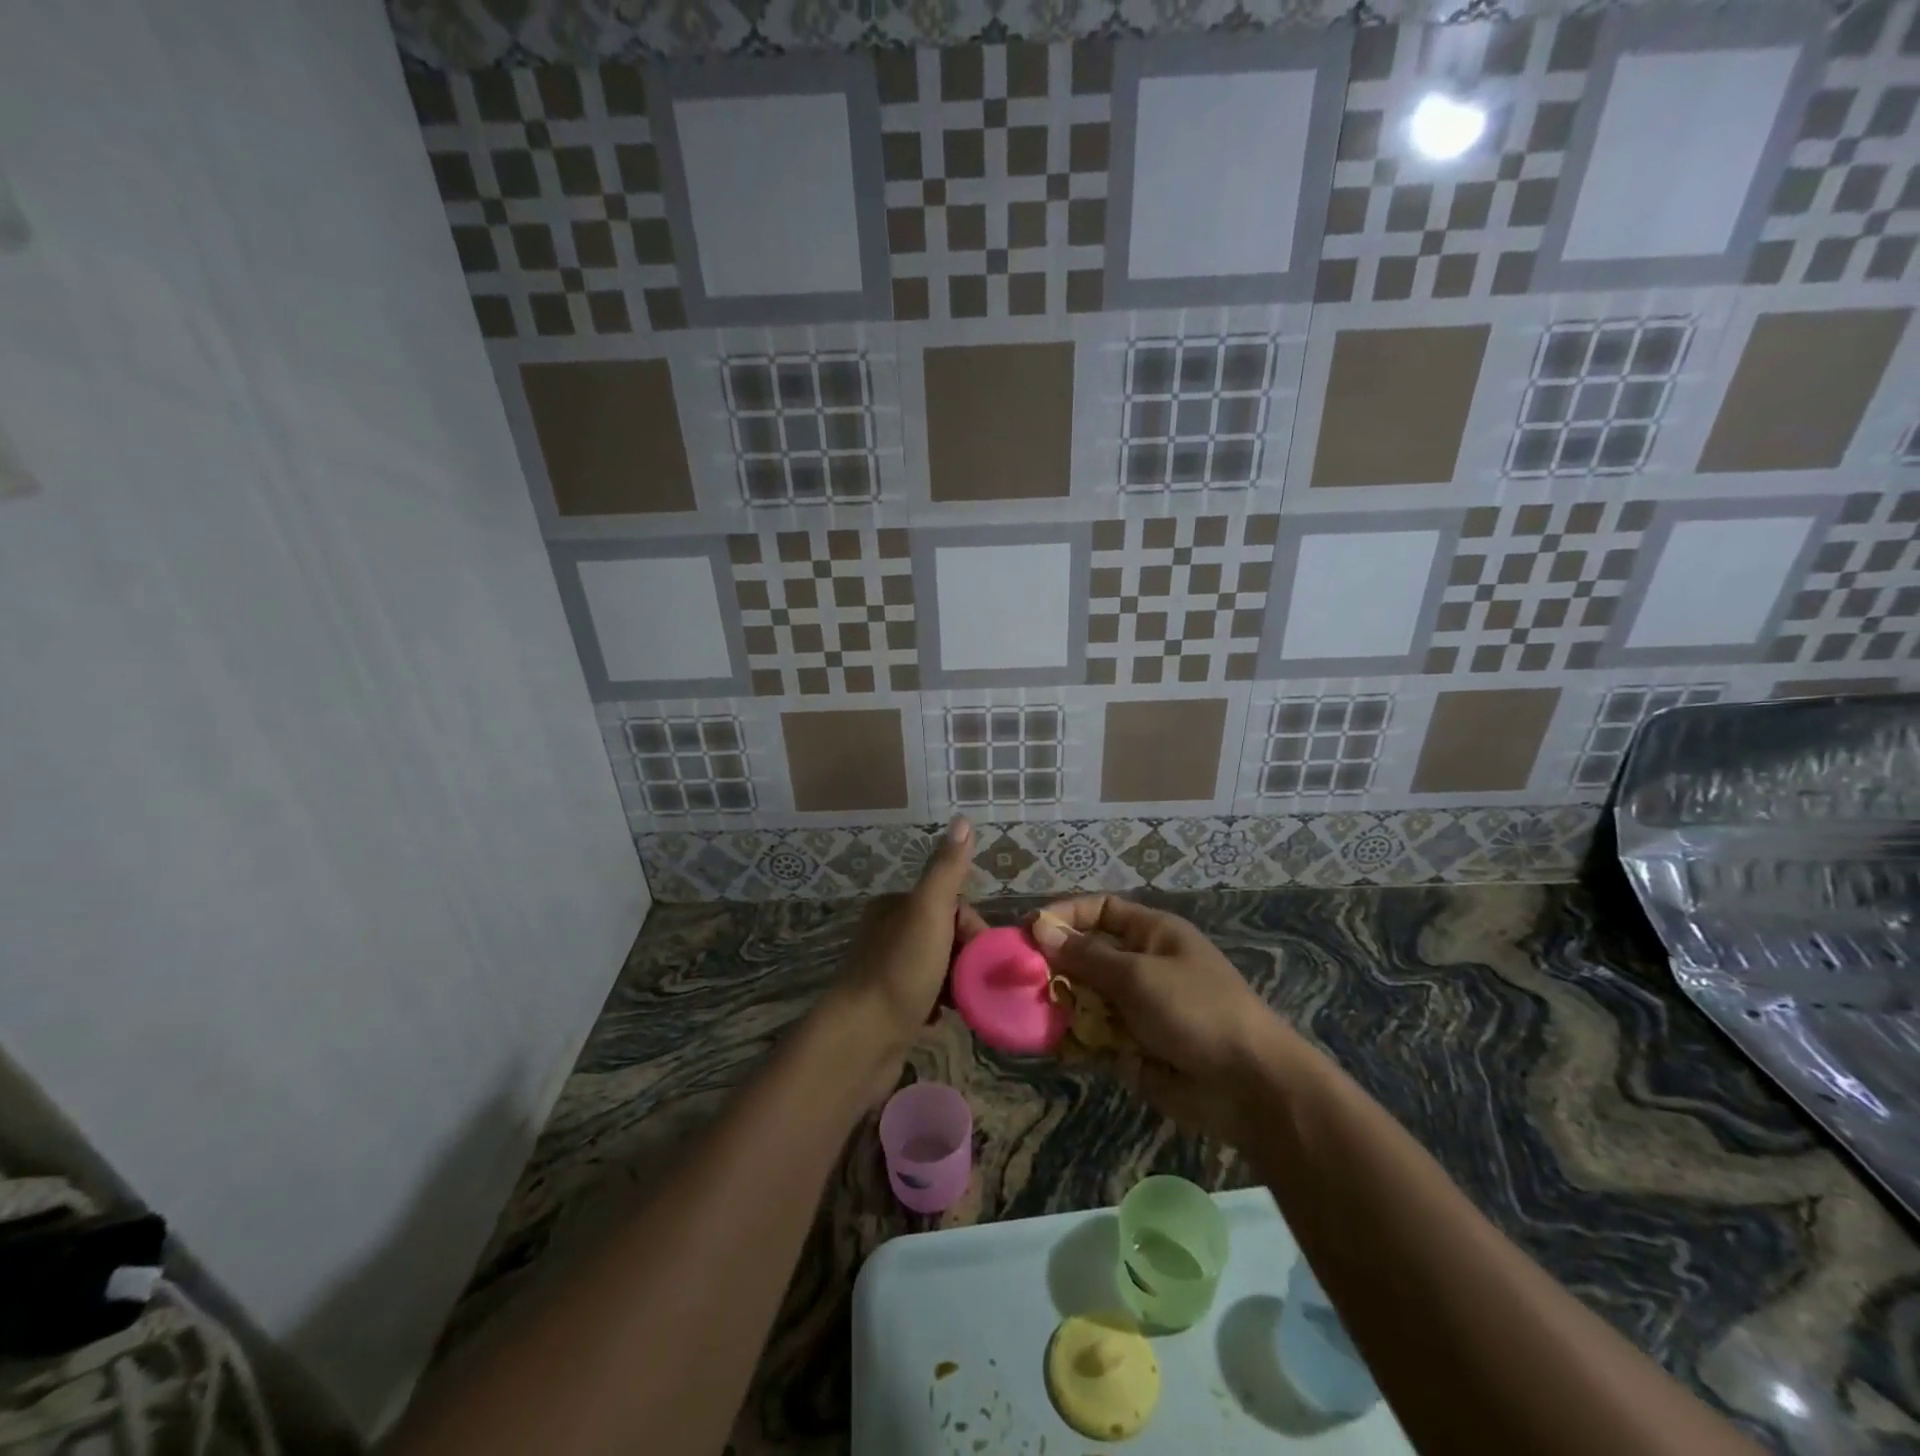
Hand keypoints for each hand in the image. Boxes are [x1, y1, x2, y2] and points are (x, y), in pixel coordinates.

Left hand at [833, 816, 985, 1100]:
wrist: (861, 1040)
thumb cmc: (901, 971)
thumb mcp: (929, 912)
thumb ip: (947, 869)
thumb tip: (963, 820)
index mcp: (893, 907)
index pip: (948, 904)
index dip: (971, 927)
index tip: (984, 953)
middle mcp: (886, 933)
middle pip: (945, 936)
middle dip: (966, 957)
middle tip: (978, 982)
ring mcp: (885, 971)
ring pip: (938, 967)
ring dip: (956, 983)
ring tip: (965, 1003)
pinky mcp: (887, 1006)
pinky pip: (926, 996)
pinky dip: (939, 1005)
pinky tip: (943, 1018)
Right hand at [1029, 896, 1294, 1144]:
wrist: (1249, 1087)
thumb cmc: (1196, 1011)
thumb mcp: (1138, 976)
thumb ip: (1086, 956)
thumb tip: (1040, 928)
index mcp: (1152, 935)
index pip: (1100, 910)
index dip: (1066, 915)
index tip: (1029, 930)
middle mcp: (1142, 966)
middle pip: (1086, 955)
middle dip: (1055, 965)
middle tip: (1020, 979)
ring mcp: (1137, 1009)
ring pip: (1085, 998)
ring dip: (1060, 1004)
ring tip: (1033, 1014)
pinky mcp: (1132, 1048)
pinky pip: (1093, 1036)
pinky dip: (1074, 1039)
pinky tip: (1055, 1045)